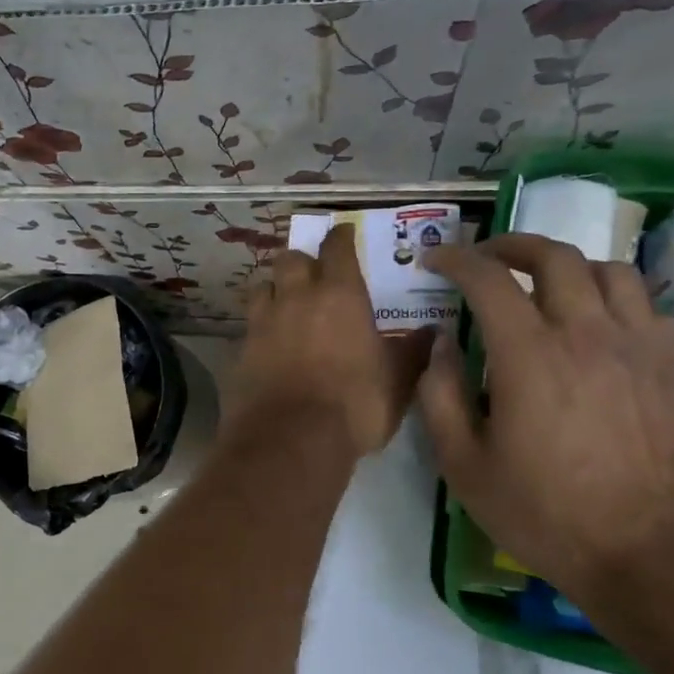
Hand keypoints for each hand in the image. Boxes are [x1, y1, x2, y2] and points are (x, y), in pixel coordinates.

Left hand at [233, 225, 434, 457]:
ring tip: (285, 307)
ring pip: (262, 287)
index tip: (345, 234)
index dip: (341, 237)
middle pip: (291, 259)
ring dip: (274, 290)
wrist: (290, 439)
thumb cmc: (355, 405)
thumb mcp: (398, 381)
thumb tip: (433, 333)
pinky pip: (248, 327)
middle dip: (302, 262)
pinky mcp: (239, 350)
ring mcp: (262, 323)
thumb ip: (413, 352)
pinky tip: (268, 346)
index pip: (337, 247)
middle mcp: (296, 298)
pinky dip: (259, 330)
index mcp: (339, 294)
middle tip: (313, 276)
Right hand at [418, 233, 673, 597]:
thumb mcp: (463, 464)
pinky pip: (648, 304)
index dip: (457, 259)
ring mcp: (639, 346)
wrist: (645, 553)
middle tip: (488, 258)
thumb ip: (440, 394)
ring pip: (609, 270)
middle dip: (512, 246)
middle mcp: (587, 334)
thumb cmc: (543, 512)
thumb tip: (443, 341)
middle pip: (554, 257)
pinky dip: (614, 297)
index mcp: (529, 355)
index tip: (437, 260)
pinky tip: (600, 322)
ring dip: (568, 266)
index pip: (488, 278)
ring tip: (546, 285)